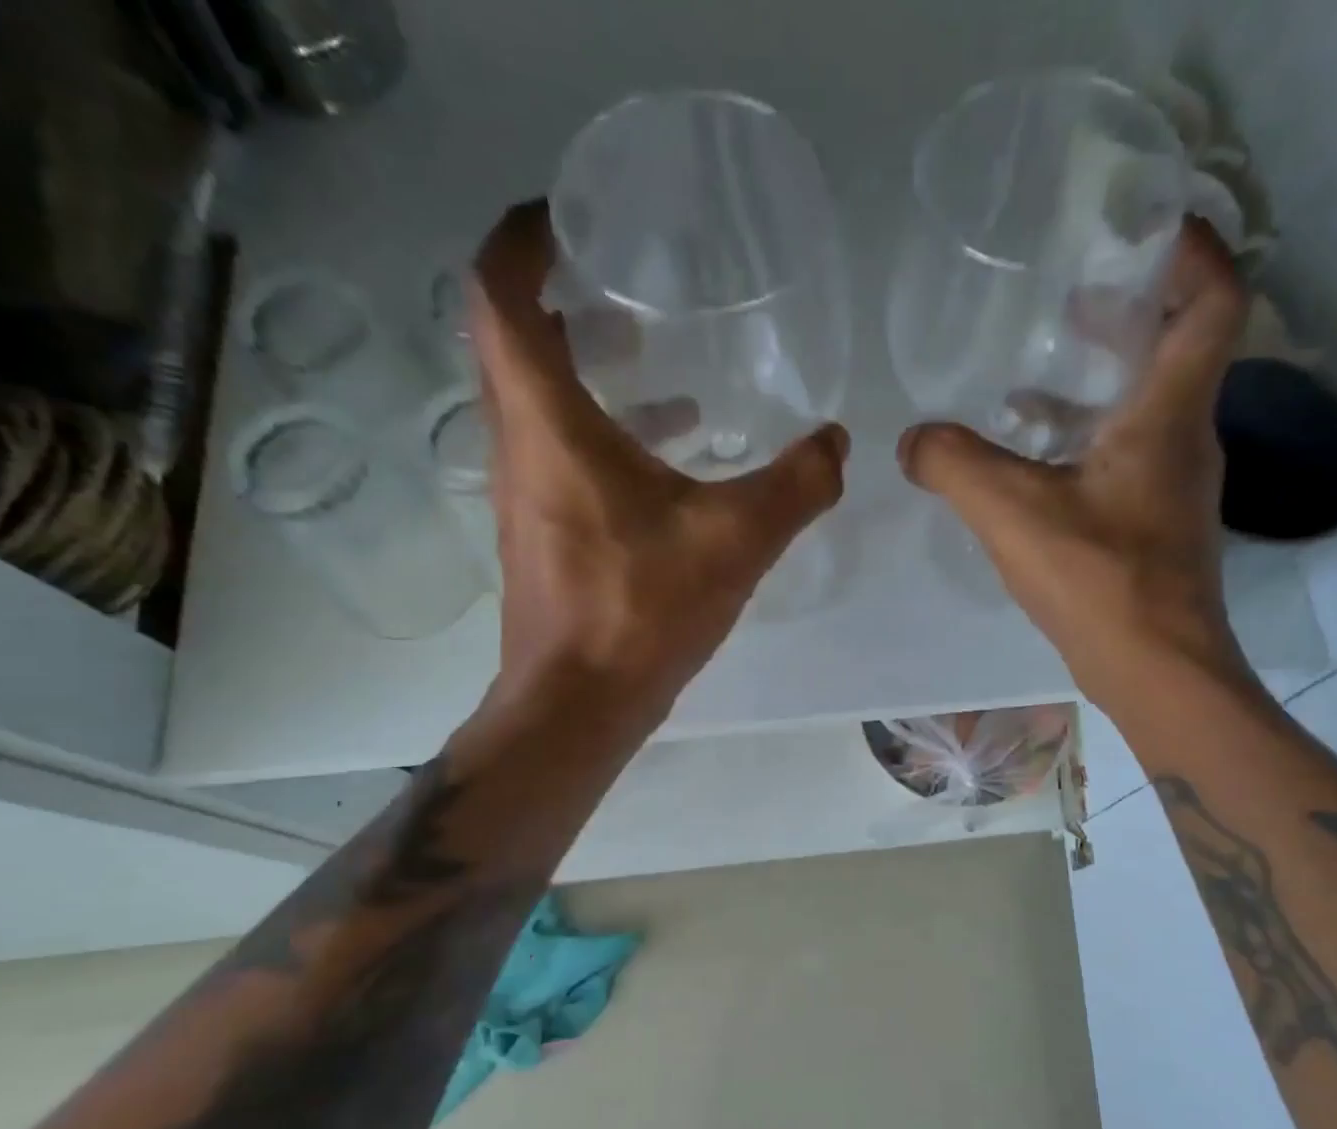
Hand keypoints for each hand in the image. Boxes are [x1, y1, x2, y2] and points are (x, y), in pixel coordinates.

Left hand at [469, 200, 846, 715]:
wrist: (579, 704)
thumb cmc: (640, 612)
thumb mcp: (734, 541)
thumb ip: (796, 485)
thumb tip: (837, 443)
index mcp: (548, 423)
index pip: (499, 296)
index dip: (520, 239)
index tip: (565, 215)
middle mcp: (519, 446)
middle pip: (512, 342)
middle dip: (558, 296)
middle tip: (623, 280)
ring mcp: (523, 493)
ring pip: (535, 401)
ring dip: (582, 367)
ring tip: (652, 355)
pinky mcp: (540, 532)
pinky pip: (556, 451)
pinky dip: (598, 429)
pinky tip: (665, 453)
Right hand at [897, 219, 1251, 703]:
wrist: (1155, 670)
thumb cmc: (1099, 580)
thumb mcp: (1012, 513)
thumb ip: (954, 466)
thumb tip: (912, 441)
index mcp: (1169, 413)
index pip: (1215, 300)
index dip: (1191, 251)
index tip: (1142, 229)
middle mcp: (1186, 439)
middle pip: (1180, 348)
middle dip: (1131, 311)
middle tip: (1071, 296)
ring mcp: (1175, 487)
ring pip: (1150, 407)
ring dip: (1103, 381)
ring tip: (1037, 374)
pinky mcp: (1156, 526)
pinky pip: (1128, 456)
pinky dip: (1087, 440)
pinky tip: (1035, 461)